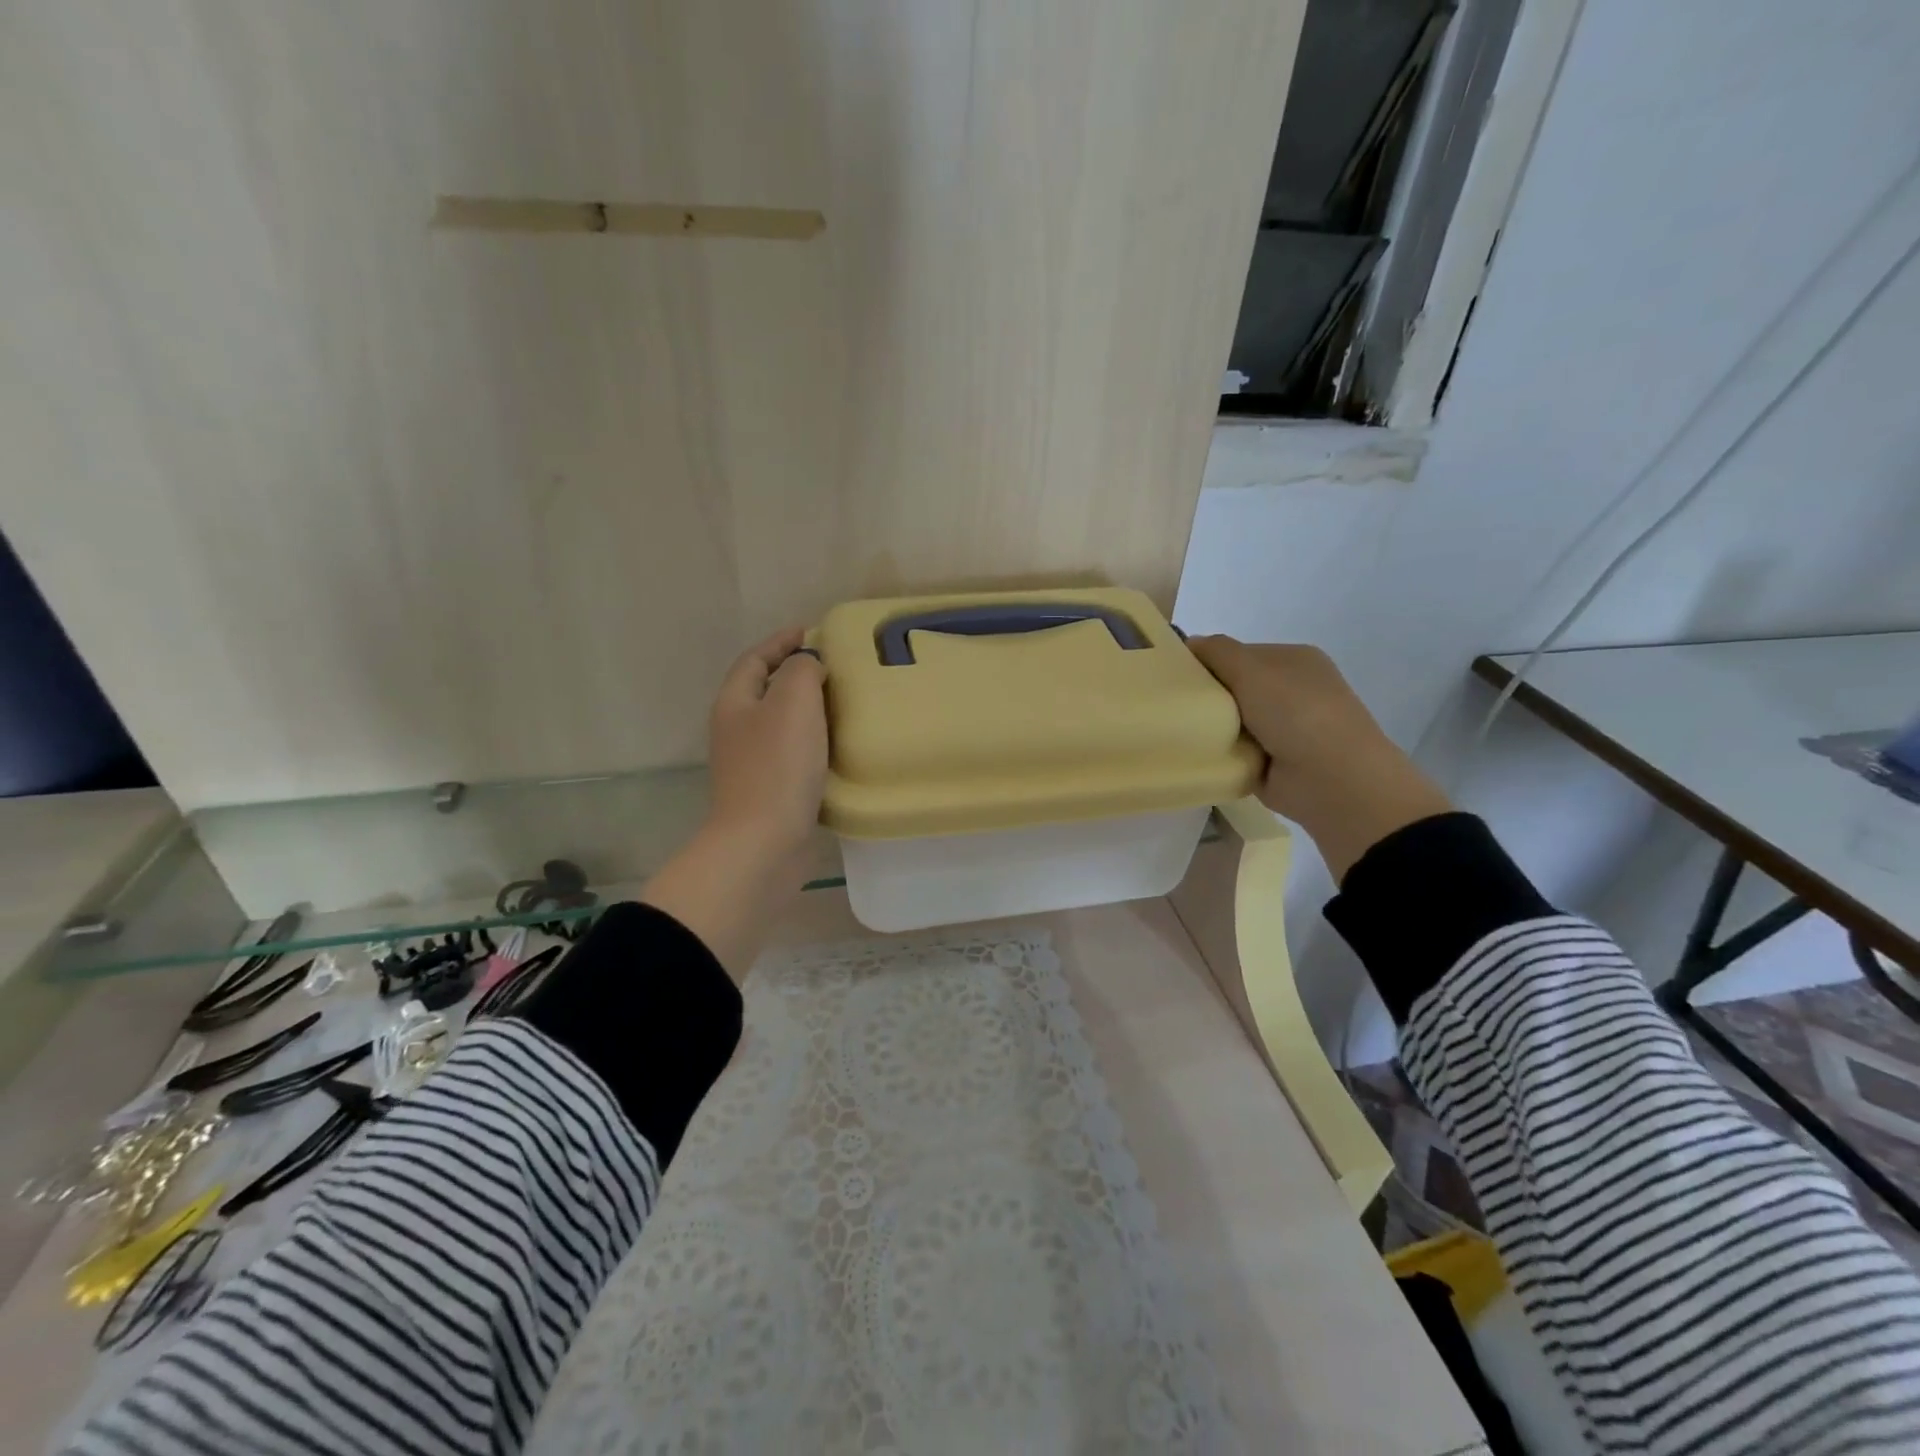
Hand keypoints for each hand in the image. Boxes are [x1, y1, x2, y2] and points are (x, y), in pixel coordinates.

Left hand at [643, 628, 826, 982]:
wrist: (763, 844)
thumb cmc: (777, 766)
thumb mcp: (794, 701)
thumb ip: (803, 670)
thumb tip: (810, 667)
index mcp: (735, 704)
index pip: (755, 660)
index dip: (781, 641)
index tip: (812, 632)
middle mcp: (737, 731)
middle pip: (766, 691)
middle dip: (797, 676)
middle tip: (836, 669)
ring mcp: (751, 765)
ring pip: (782, 725)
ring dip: (809, 712)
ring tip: (846, 705)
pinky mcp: (770, 793)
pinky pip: (794, 756)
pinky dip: (816, 745)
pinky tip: (840, 750)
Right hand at [1188, 637, 1451, 882]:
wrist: (1332, 780)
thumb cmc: (1296, 712)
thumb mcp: (1253, 669)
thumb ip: (1218, 651)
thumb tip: (1189, 643)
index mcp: (1293, 661)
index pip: (1238, 653)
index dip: (1208, 661)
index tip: (1175, 675)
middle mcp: (1291, 691)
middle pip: (1233, 687)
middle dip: (1206, 696)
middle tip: (1174, 705)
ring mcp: (1283, 729)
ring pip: (1230, 721)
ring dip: (1210, 728)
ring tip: (1179, 732)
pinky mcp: (1271, 763)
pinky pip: (1233, 752)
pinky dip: (1218, 755)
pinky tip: (1197, 756)